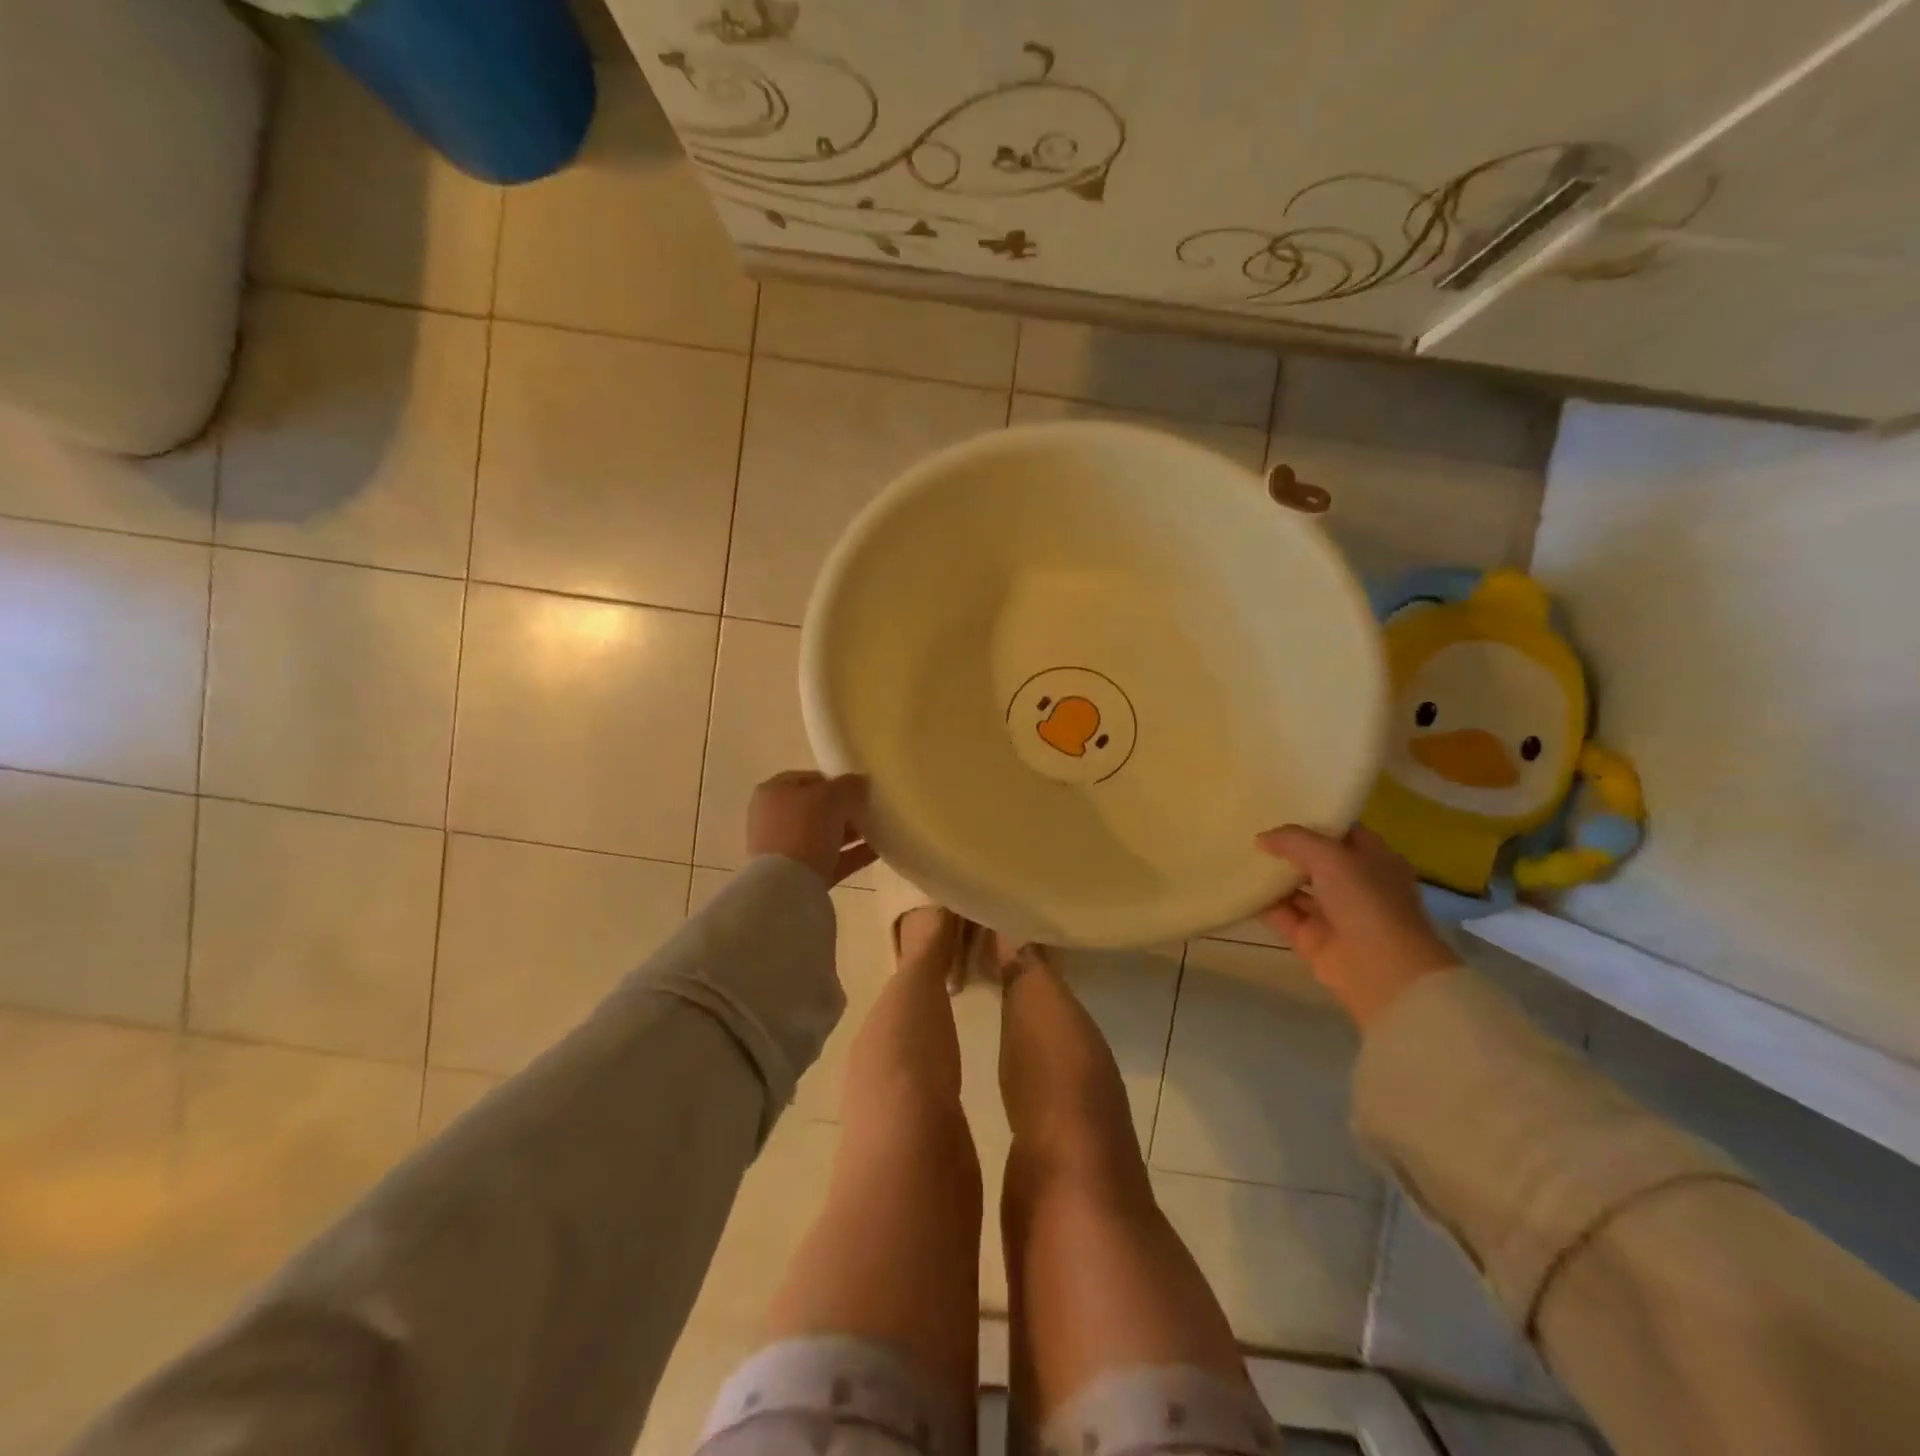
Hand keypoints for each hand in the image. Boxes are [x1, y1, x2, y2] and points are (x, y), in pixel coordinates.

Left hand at [747, 771, 875, 886]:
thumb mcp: (832, 798)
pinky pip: (830, 860)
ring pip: (823, 836)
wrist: (786, 887)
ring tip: (879, 831)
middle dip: (844, 810)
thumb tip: (862, 782)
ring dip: (850, 833)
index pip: (808, 779)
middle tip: (870, 811)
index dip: (835, 781)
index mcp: (774, 793)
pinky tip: (878, 852)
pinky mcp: (798, 876)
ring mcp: (784, 850)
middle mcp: (774, 819)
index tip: (858, 789)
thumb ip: (850, 786)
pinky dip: (851, 855)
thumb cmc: (804, 829)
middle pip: (816, 809)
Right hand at [1255, 824, 1454, 1028]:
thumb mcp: (1331, 856)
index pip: (1341, 832)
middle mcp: (1356, 884)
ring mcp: (1334, 913)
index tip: (1279, 807)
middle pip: (1315, 860)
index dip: (1313, 819)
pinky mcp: (1312, 939)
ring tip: (1236, 854)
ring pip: (1296, 888)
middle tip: (1249, 828)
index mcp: (1375, 859)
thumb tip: (1261, 839)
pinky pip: (1282, 915)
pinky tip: (1237, 886)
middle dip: (1286, 848)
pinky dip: (1262, 903)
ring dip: (1271, 875)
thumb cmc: (1367, 901)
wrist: (1382, 971)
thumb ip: (1294, 840)